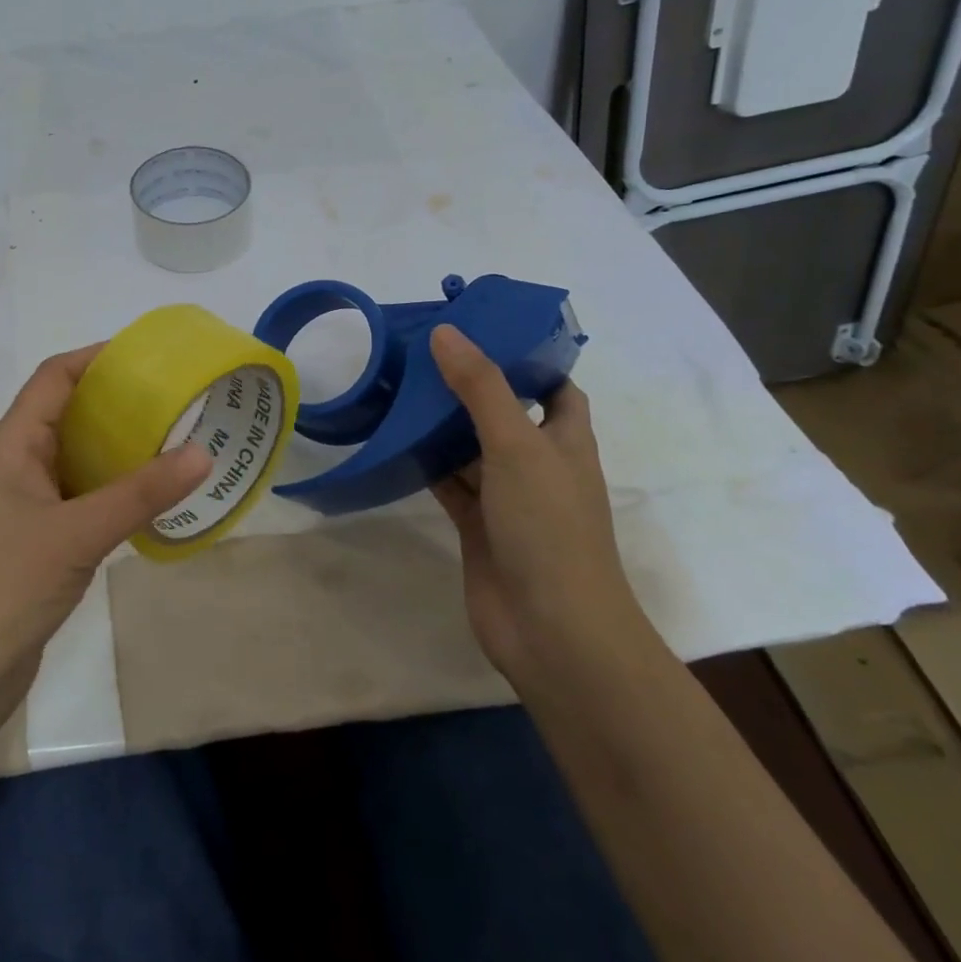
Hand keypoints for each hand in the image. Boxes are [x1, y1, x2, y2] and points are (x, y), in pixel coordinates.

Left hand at [0, 344, 211, 760]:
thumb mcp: (74, 536)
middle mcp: (12, 469)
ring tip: (177, 447)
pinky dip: (112, 498)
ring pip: (75, 465)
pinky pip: (77, 506)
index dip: (97, 358)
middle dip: (118, 406)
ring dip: (119, 455)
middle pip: (67, 418)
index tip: (151, 355)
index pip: (53, 379)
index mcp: (9, 448)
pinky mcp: (31, 549)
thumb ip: (138, 494)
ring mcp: (19, 512)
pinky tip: (150, 505)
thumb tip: (202, 451)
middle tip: (179, 403)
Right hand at [428, 324, 652, 686]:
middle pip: (504, 413)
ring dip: (442, 425)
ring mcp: (507, 498)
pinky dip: (427, 464)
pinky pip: (450, 484)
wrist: (552, 630)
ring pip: (471, 449)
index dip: (527, 358)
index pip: (554, 387)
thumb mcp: (517, 445)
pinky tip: (395, 442)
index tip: (482, 331)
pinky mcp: (478, 526)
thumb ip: (481, 388)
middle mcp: (538, 465)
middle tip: (423, 354)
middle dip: (470, 386)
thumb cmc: (548, 527)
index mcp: (565, 440)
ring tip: (399, 387)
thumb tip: (446, 332)